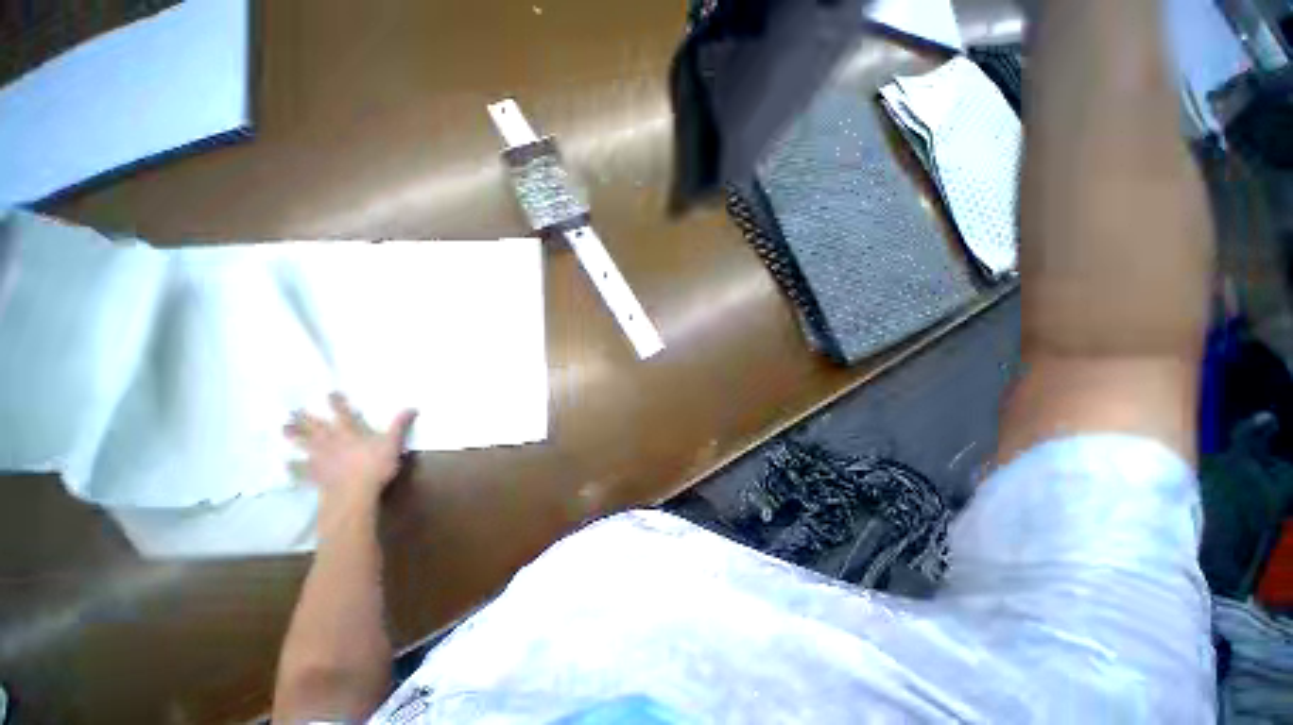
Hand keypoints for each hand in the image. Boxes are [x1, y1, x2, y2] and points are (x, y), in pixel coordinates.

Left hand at [285, 393, 416, 512]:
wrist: (353, 493)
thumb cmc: (375, 466)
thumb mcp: (393, 443)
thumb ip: (400, 425)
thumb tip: (412, 407)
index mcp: (350, 432)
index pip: (343, 414)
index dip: (337, 403)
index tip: (330, 393)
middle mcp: (331, 441)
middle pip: (315, 427)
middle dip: (305, 418)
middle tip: (293, 410)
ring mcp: (320, 458)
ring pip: (304, 444)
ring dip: (293, 436)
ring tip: (284, 429)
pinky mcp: (315, 474)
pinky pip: (300, 470)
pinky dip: (293, 467)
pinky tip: (286, 465)